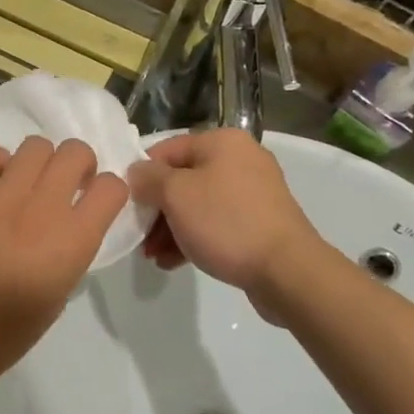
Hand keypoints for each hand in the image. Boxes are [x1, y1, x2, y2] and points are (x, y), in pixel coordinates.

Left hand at [0, 136, 128, 390]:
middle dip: (79, 165)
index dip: (108, 192)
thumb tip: (69, 225)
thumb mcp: (58, 296)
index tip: (96, 203)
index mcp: (72, 243)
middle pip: (75, 151)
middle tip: (67, 187)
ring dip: (40, 161)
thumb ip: (70, 252)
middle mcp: (42, 210)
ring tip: (29, 184)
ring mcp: (0, 198)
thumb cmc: (4, 336)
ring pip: (35, 145)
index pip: (111, 188)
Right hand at [127, 131, 320, 303]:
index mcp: (222, 142)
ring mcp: (254, 192)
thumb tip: (137, 172)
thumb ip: (149, 178)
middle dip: (157, 209)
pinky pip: (217, 223)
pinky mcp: (260, 222)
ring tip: (153, 256)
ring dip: (171, 227)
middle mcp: (240, 159)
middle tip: (139, 237)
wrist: (286, 270)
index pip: (166, 149)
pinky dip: (194, 237)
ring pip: (198, 204)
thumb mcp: (176, 195)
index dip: (142, 175)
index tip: (127, 204)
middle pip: (183, 178)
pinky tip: (174, 262)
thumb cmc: (226, 222)